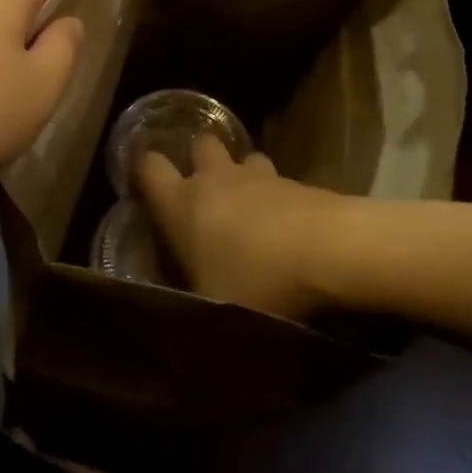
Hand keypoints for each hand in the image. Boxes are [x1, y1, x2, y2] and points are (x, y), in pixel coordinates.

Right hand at [136, 136, 348, 322]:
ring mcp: (259, 175)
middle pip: (201, 144)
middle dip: (200, 159)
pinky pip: (277, 180)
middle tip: (204, 189)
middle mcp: (216, 178)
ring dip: (243, 175)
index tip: (143, 183)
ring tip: (249, 205)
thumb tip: (173, 328)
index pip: (148, 167)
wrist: (329, 250)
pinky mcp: (296, 181)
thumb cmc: (255, 281)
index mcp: (182, 204)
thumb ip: (189, 308)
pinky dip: (276, 196)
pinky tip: (285, 225)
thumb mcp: (212, 310)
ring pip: (244, 157)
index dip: (143, 171)